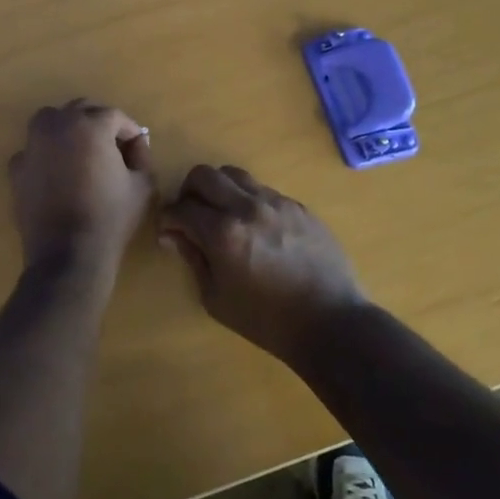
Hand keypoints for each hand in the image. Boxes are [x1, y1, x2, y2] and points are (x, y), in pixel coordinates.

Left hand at [8, 100, 155, 279]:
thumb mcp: (143, 186)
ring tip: (82, 152)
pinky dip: (46, 154)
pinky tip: (58, 174)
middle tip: (114, 148)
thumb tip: (134, 146)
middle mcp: (57, 125)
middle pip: (82, 110)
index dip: (130, 132)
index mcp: (90, 125)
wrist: (68, 254)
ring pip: (51, 121)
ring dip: (68, 128)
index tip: (138, 151)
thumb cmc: (110, 217)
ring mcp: (32, 144)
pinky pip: (34, 149)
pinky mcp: (17, 167)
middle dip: (100, 124)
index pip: (115, 116)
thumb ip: (141, 157)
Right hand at [159, 165, 365, 362]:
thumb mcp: (217, 299)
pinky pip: (263, 190)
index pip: (181, 208)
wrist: (330, 323)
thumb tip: (175, 235)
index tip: (169, 230)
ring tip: (223, 213)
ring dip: (219, 189)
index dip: (168, 218)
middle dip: (189, 192)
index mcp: (223, 233)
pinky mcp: (298, 206)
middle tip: (192, 214)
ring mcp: (276, 202)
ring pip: (234, 175)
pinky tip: (256, 227)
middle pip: (204, 175)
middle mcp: (247, 207)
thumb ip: (194, 259)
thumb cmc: (267, 321)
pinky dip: (248, 201)